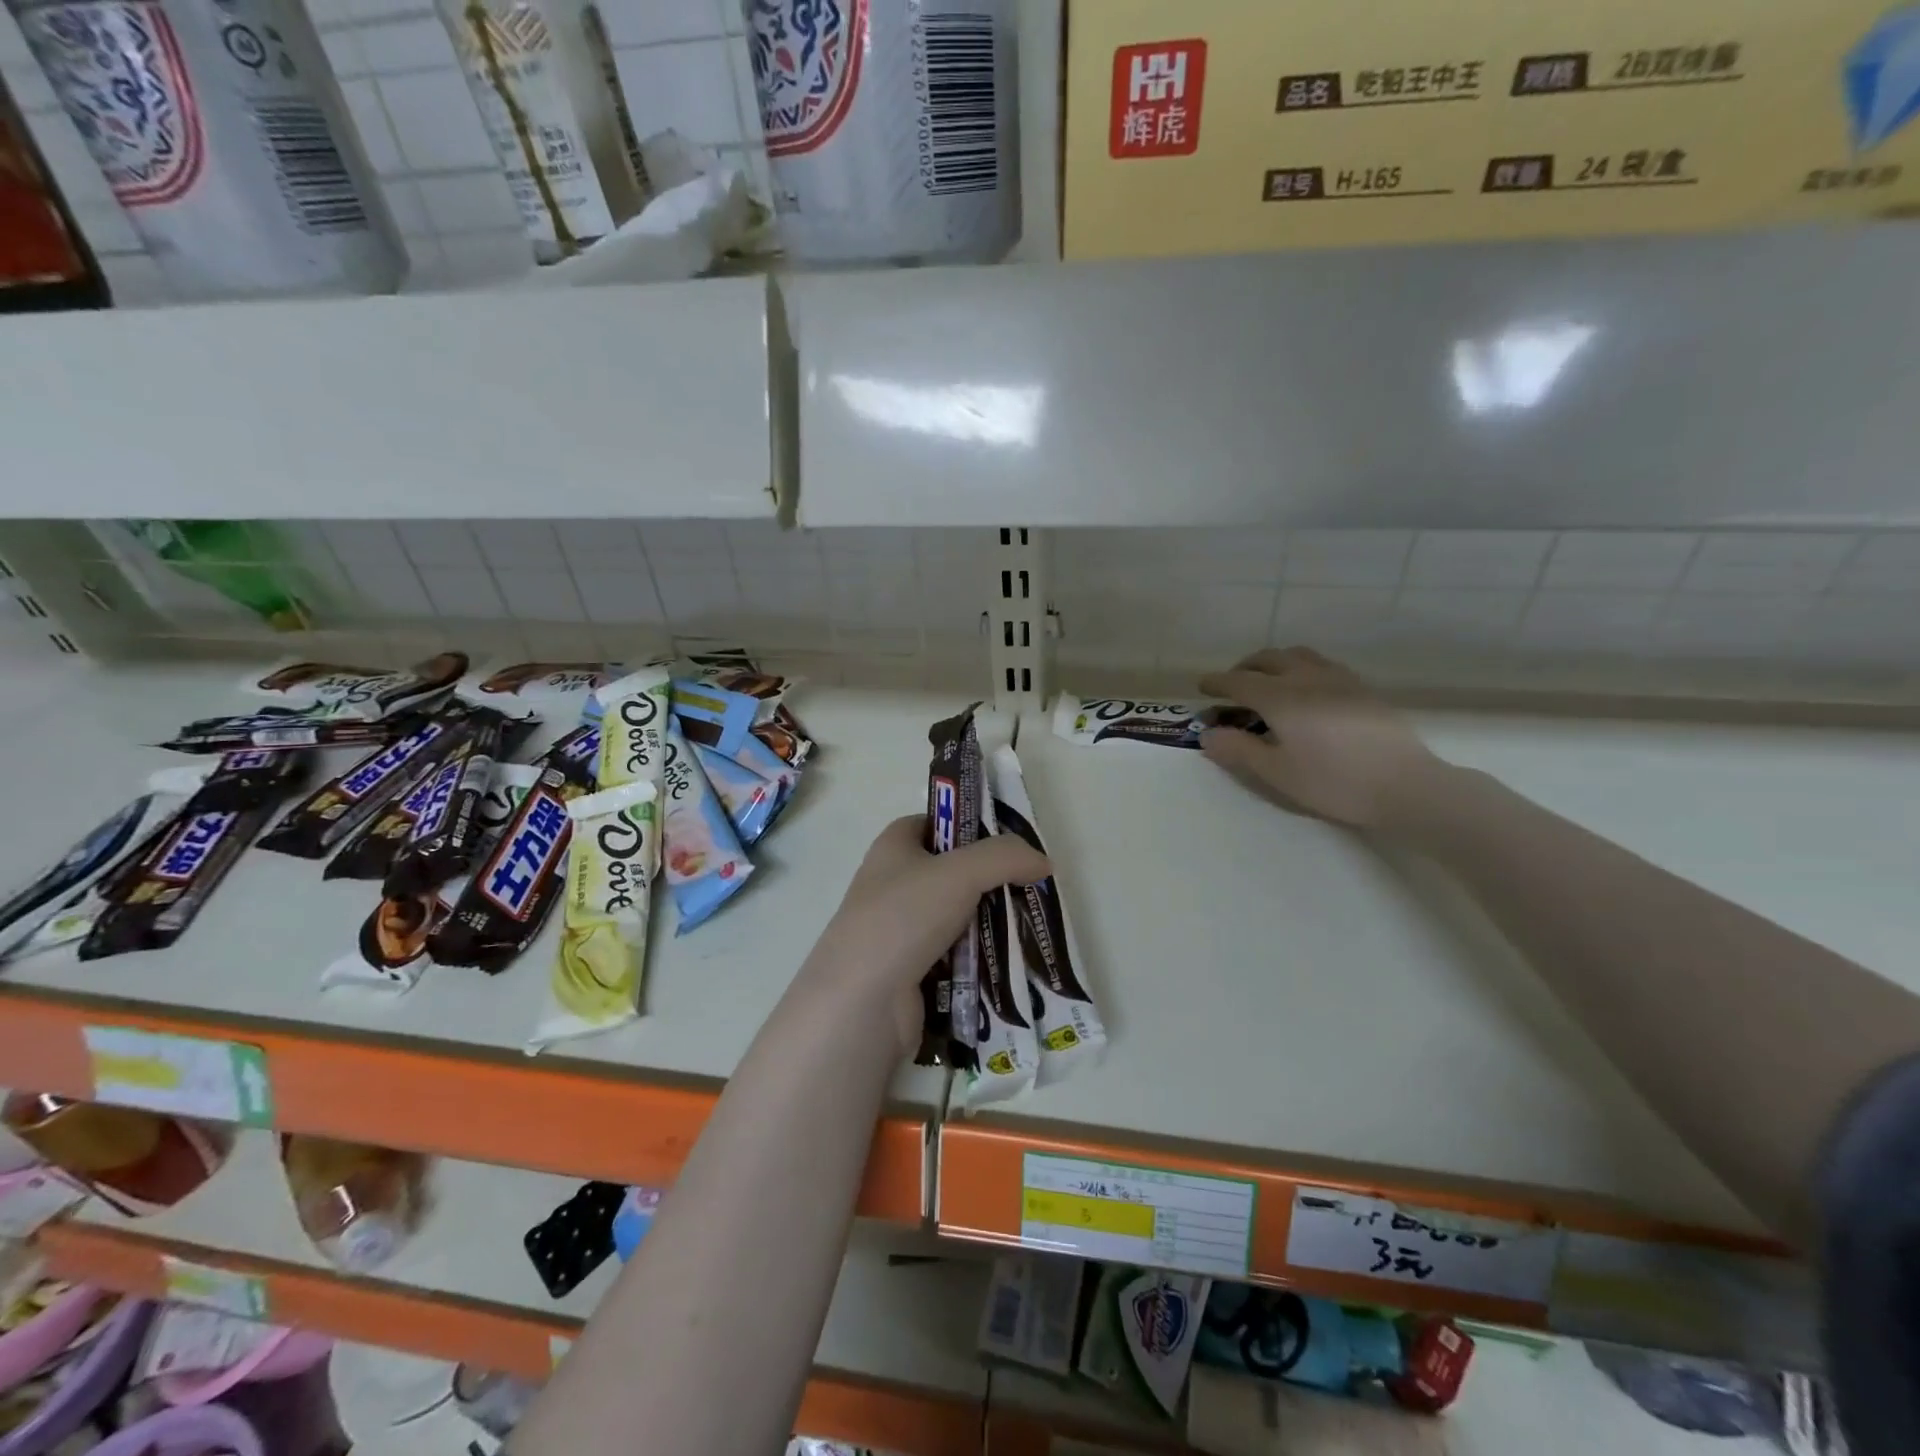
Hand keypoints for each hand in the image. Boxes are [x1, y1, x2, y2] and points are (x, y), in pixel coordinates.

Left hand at [808, 816, 1049, 1050]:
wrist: (861, 1002)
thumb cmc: (903, 918)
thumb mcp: (960, 873)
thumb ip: (1005, 858)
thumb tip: (1043, 862)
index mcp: (893, 847)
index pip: (934, 822)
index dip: (969, 826)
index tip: (1008, 843)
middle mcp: (892, 884)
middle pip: (951, 872)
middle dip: (989, 880)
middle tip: (1029, 888)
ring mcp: (900, 930)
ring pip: (956, 916)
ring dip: (989, 923)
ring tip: (1027, 928)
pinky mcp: (911, 970)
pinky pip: (955, 956)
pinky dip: (979, 960)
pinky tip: (1009, 965)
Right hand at [1198, 647, 1443, 828]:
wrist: (1404, 785)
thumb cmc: (1332, 781)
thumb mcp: (1276, 772)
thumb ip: (1239, 750)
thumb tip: (1207, 735)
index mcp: (1280, 697)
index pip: (1239, 681)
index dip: (1217, 683)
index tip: (1202, 687)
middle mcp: (1307, 678)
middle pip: (1269, 659)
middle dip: (1244, 667)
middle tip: (1232, 684)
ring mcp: (1339, 680)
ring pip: (1298, 655)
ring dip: (1274, 662)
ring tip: (1268, 681)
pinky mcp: (1362, 689)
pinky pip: (1322, 665)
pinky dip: (1301, 668)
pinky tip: (1307, 691)